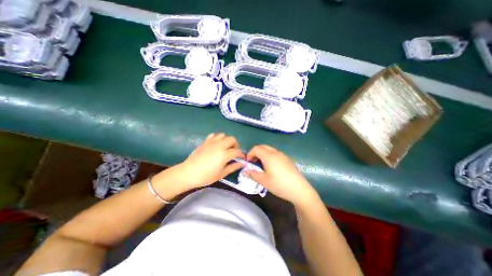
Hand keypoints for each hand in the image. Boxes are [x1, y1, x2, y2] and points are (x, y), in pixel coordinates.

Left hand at [177, 134, 246, 191]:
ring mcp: (212, 142)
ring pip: (223, 135)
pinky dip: (217, 138)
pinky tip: (216, 145)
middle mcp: (219, 145)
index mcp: (224, 154)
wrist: (188, 173)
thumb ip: (233, 167)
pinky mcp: (205, 141)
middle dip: (235, 145)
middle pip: (232, 139)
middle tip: (233, 152)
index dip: (241, 154)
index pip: (237, 151)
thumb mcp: (221, 174)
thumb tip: (241, 164)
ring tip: (225, 148)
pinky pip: (214, 135)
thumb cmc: (206, 176)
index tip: (242, 158)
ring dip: (227, 140)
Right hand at [246, 145, 319, 207]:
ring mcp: (283, 155)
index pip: (256, 148)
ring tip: (261, 165)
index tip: (248, 163)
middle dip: (256, 152)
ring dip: (262, 154)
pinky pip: (275, 153)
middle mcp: (276, 152)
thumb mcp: (264, 181)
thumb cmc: (279, 184)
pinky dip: (269, 156)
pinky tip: (271, 167)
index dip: (250, 154)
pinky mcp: (287, 159)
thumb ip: (253, 174)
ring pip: (269, 149)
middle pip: (263, 147)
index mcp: (269, 156)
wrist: (299, 189)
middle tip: (254, 162)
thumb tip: (246, 170)